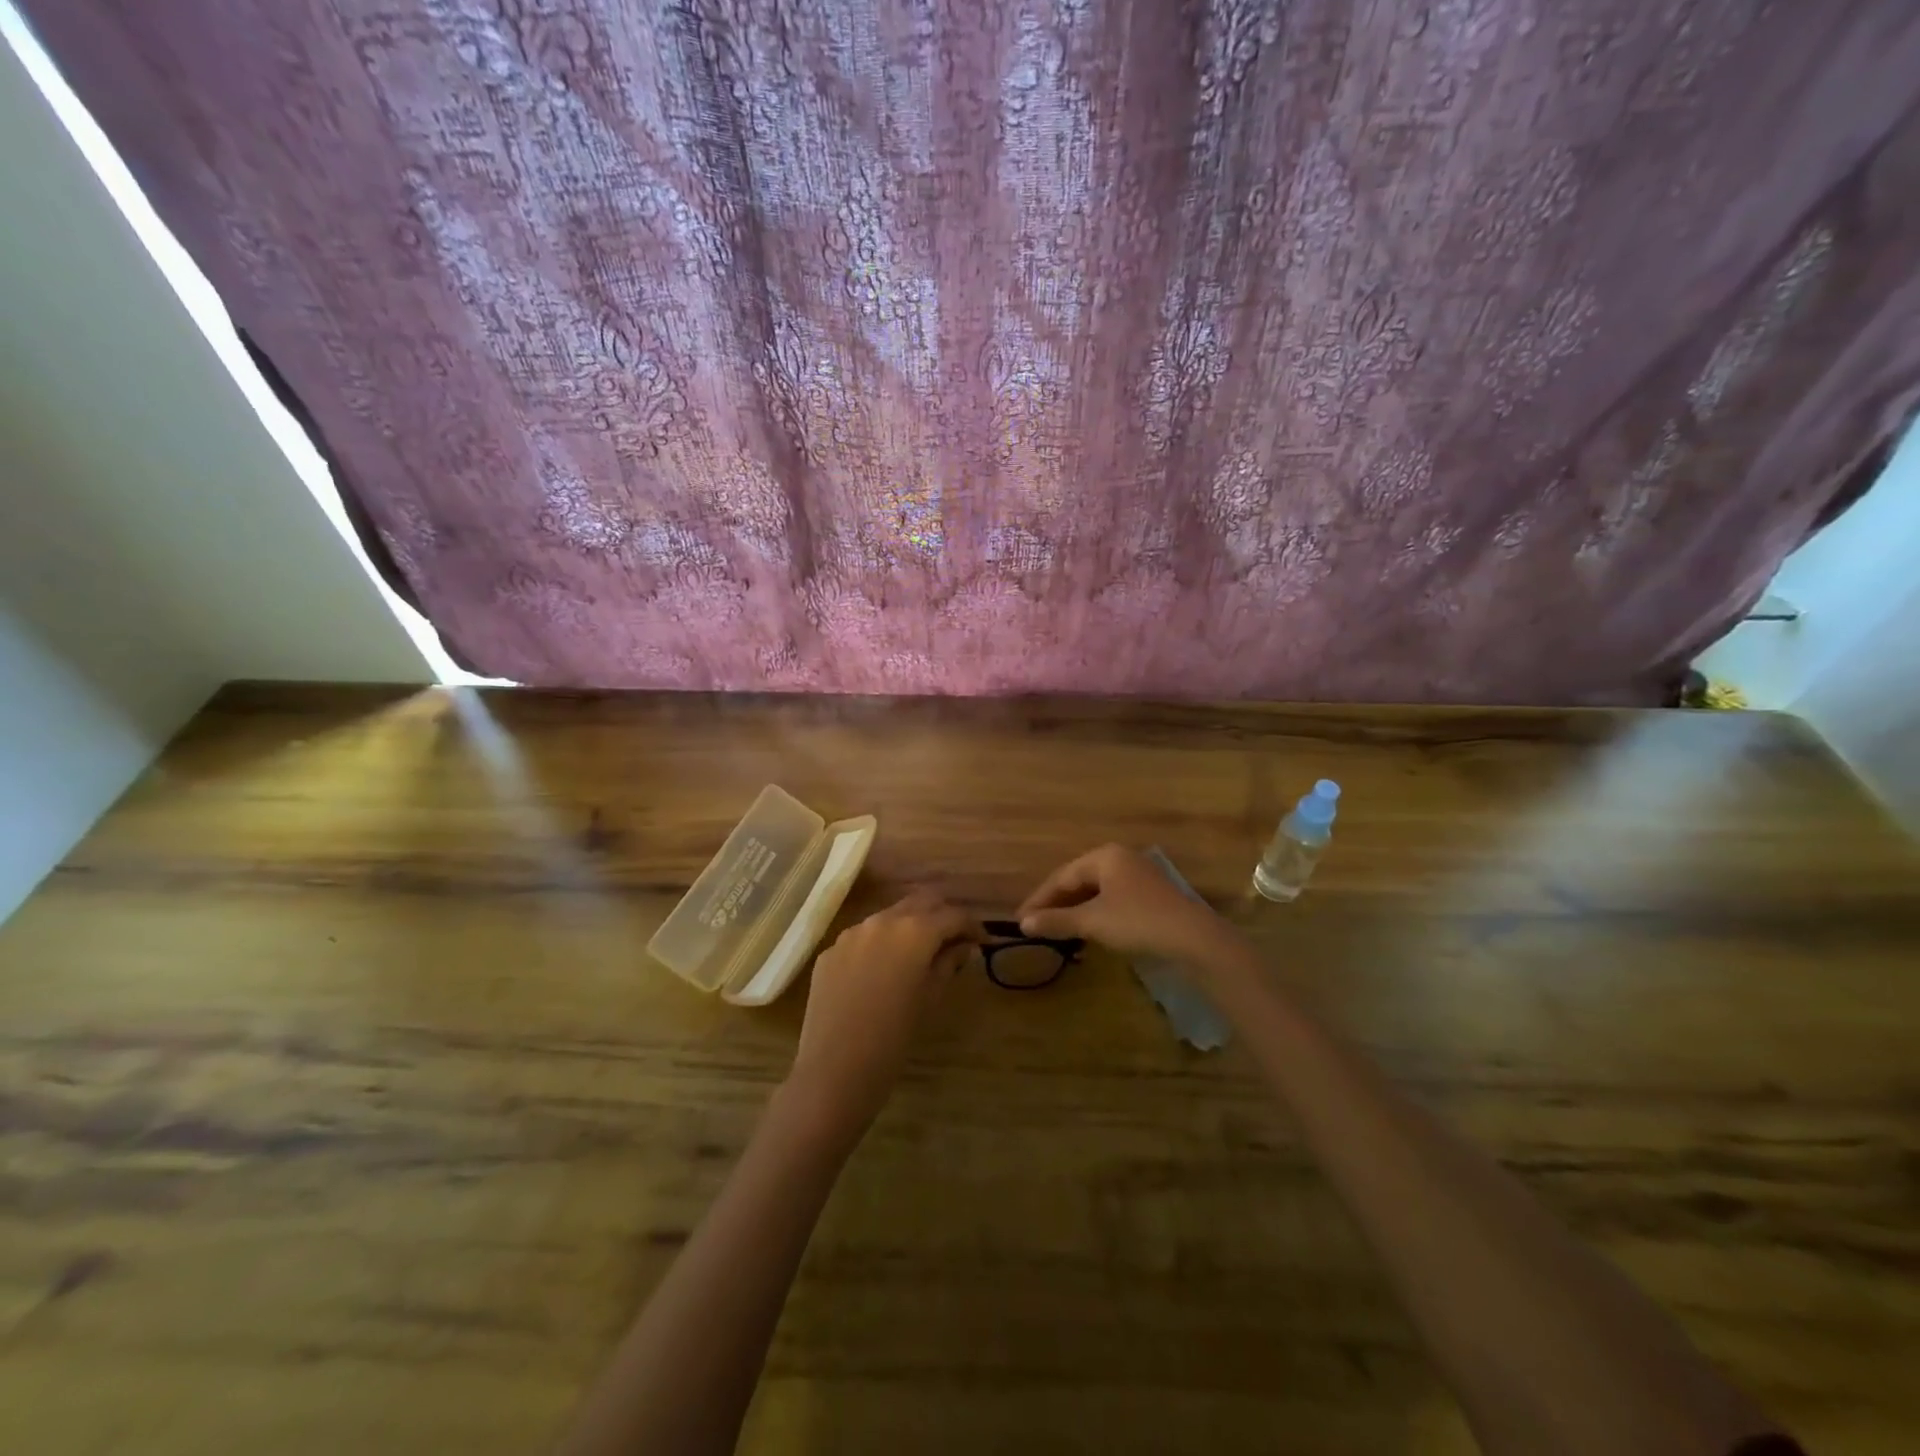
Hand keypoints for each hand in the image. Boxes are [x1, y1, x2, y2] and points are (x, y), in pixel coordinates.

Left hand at [785, 891, 980, 1138]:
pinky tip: (883, 972)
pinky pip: (863, 937)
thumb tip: (963, 946)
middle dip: (941, 914)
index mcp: (914, 931)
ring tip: (919, 954)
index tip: (981, 941)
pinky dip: (881, 945)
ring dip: (909, 926)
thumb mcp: (930, 999)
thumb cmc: (894, 1039)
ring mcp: (851, 933)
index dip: (972, 926)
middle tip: (954, 939)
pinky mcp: (830, 951)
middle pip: (921, 901)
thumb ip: (948, 963)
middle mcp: (882, 920)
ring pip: (889, 915)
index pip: (953, 915)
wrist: (834, 1070)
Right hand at [1017, 844, 1235, 965]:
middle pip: (1078, 881)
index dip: (1039, 899)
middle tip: (1035, 925)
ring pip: (1095, 892)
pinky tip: (1087, 932)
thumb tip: (1024, 923)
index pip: (1061, 876)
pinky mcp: (1150, 895)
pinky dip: (1094, 915)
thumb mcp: (1092, 922)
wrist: (1193, 938)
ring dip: (1075, 911)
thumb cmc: (1137, 921)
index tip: (1020, 919)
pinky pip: (1112, 900)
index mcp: (1105, 856)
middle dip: (1056, 904)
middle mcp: (1120, 859)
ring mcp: (1138, 876)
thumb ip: (1057, 920)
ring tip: (1057, 931)